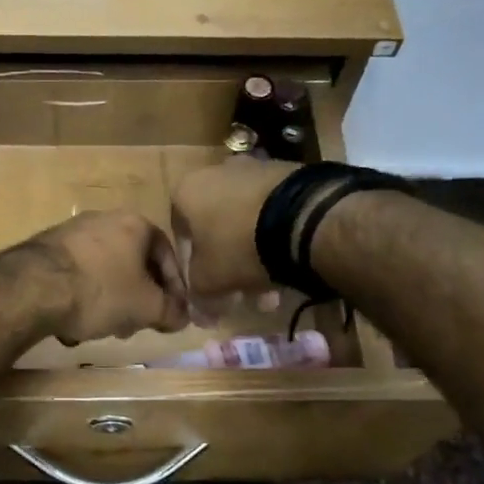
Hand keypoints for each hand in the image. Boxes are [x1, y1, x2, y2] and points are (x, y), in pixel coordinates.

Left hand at [27, 210, 188, 343]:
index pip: (167, 255)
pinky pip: (75, 275)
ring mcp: (71, 231)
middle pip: (133, 263)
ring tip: (104, 328)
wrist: (34, 288)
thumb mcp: (147, 308)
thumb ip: (172, 312)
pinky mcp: (45, 249)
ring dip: (109, 300)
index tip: (172, 313)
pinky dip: (80, 297)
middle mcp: (103, 219)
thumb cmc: (101, 291)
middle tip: (137, 324)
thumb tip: (183, 316)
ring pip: (103, 271)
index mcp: (135, 224)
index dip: (174, 288)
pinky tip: (73, 323)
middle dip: (138, 297)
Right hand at [170, 159, 296, 297]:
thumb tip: (199, 314)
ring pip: (245, 224)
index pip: (181, 238)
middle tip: (241, 297)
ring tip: (271, 292)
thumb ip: (197, 296)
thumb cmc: (238, 246)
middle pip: (216, 231)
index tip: (208, 293)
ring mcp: (254, 170)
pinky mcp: (288, 174)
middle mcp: (215, 172)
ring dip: (254, 258)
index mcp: (186, 191)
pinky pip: (272, 213)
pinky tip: (289, 265)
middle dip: (228, 268)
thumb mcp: (209, 281)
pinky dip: (275, 239)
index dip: (192, 272)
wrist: (302, 218)